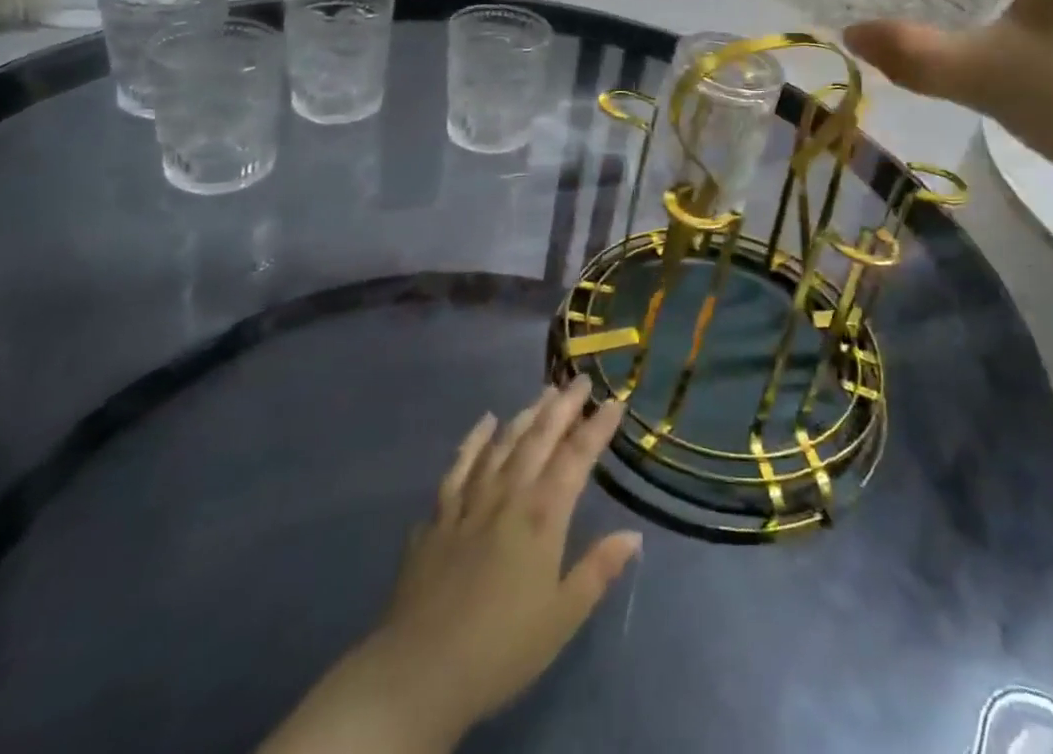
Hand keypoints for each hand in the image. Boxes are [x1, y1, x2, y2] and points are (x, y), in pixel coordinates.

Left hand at [262, 380, 640, 753]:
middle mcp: (507, 495)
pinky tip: (484, 423)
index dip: (597, 427)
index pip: (577, 458)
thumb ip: (598, 570)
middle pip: (539, 438)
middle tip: (580, 380)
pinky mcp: (438, 517)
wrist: (418, 673)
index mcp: (542, 516)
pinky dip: (473, 441)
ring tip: (543, 393)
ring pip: (502, 444)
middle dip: (563, 406)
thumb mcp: (562, 618)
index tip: (615, 401)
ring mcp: (469, 502)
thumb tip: (633, 534)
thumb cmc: (501, 648)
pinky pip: (459, 467)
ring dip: (525, 415)